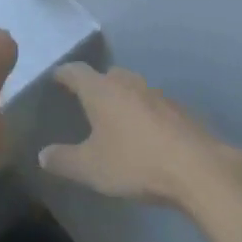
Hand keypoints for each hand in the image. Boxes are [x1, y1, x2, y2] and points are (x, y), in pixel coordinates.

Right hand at [40, 63, 241, 206]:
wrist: (198, 169)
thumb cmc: (134, 162)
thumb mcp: (90, 168)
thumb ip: (63, 160)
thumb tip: (43, 155)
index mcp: (101, 90)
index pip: (75, 72)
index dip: (63, 74)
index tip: (56, 78)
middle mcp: (128, 83)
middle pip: (108, 75)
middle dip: (96, 85)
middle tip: (86, 101)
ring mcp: (158, 94)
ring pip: (134, 89)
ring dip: (123, 100)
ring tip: (116, 120)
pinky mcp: (181, 111)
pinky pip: (155, 106)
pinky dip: (145, 115)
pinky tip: (146, 136)